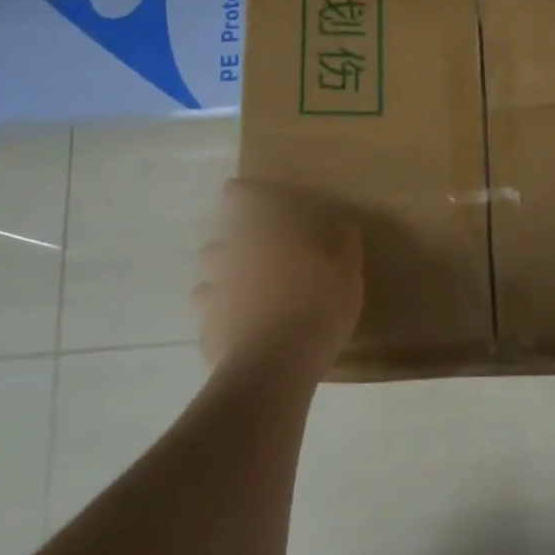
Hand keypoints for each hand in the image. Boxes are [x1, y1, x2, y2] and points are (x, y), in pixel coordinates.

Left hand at [193, 179, 363, 379]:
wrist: (278, 363)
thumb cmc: (318, 304)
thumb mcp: (347, 270)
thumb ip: (342, 244)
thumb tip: (340, 227)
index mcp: (265, 235)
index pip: (245, 201)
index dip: (242, 194)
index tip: (236, 192)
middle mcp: (233, 260)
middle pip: (217, 247)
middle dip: (229, 250)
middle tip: (248, 260)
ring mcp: (216, 298)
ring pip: (207, 286)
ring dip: (219, 288)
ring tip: (239, 301)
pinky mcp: (210, 334)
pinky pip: (212, 325)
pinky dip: (222, 326)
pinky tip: (239, 337)